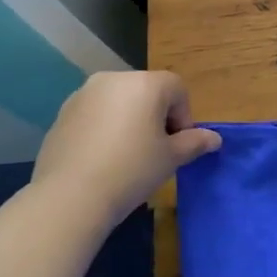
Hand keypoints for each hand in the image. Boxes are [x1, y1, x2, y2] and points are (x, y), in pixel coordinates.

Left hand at [30, 70, 220, 222]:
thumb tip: (214, 139)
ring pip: (119, 102)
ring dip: (129, 120)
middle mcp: (114, 79)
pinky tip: (102, 159)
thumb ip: (195, 142)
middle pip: (147, 91)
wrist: (70, 197)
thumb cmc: (132, 170)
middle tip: (155, 151)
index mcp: (145, 83)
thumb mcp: (171, 158)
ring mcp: (83, 94)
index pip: (177, 89)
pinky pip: (95, 114)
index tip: (177, 146)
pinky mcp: (62, 113)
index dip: (184, 117)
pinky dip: (104, 129)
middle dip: (156, 116)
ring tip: (127, 156)